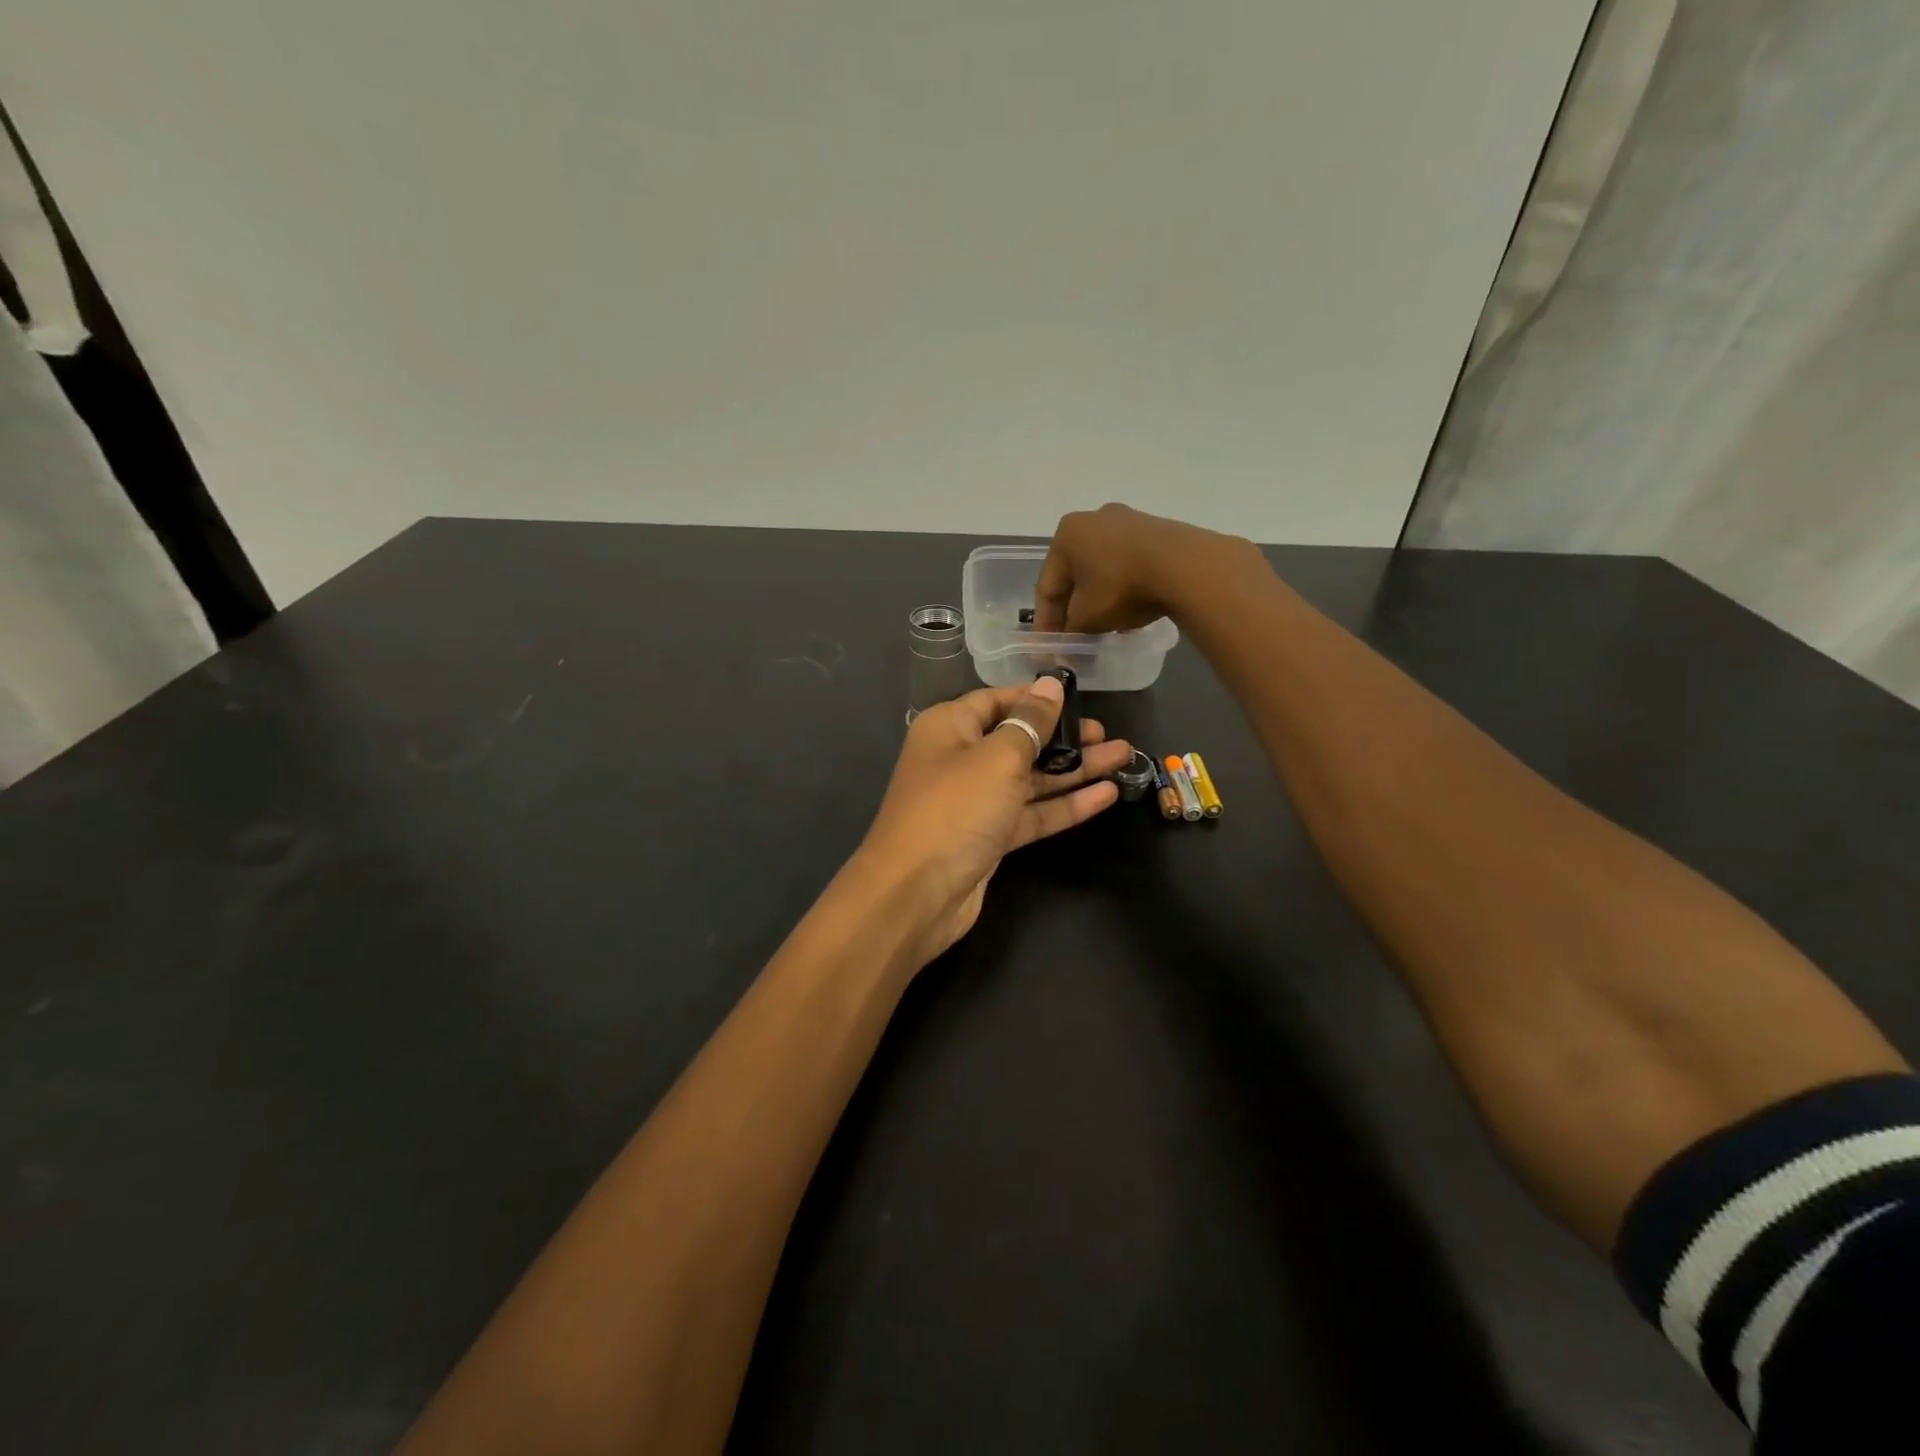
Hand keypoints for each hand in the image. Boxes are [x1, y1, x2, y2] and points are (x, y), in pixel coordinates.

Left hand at [853, 676, 1131, 964]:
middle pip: (1019, 740)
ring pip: (1031, 779)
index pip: (998, 700)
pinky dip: (1065, 805)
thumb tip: (1050, 685)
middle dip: (1065, 737)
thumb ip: (1030, 722)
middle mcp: (960, 759)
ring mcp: (975, 801)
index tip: (1080, 698)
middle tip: (1109, 735)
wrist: (916, 894)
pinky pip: (1031, 813)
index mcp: (949, 727)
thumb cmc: (955, 809)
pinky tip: (1107, 795)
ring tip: (1123, 758)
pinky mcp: (989, 837)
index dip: (1037, 698)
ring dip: (1074, 770)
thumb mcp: (998, 757)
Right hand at [1033, 503, 1263, 633]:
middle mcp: (1093, 519)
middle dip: (1074, 608)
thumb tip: (1064, 647)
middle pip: (1076, 575)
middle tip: (1076, 637)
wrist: (1185, 567)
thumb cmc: (1121, 587)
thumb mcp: (1087, 617)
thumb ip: (1070, 632)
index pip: (1047, 586)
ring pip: (1103, 569)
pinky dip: (1124, 588)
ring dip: (1100, 599)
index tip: (1049, 648)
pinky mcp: (1158, 530)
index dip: (1046, 622)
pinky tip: (1131, 612)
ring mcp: (1129, 521)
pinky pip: (1130, 565)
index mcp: (1067, 534)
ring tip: (1105, 628)